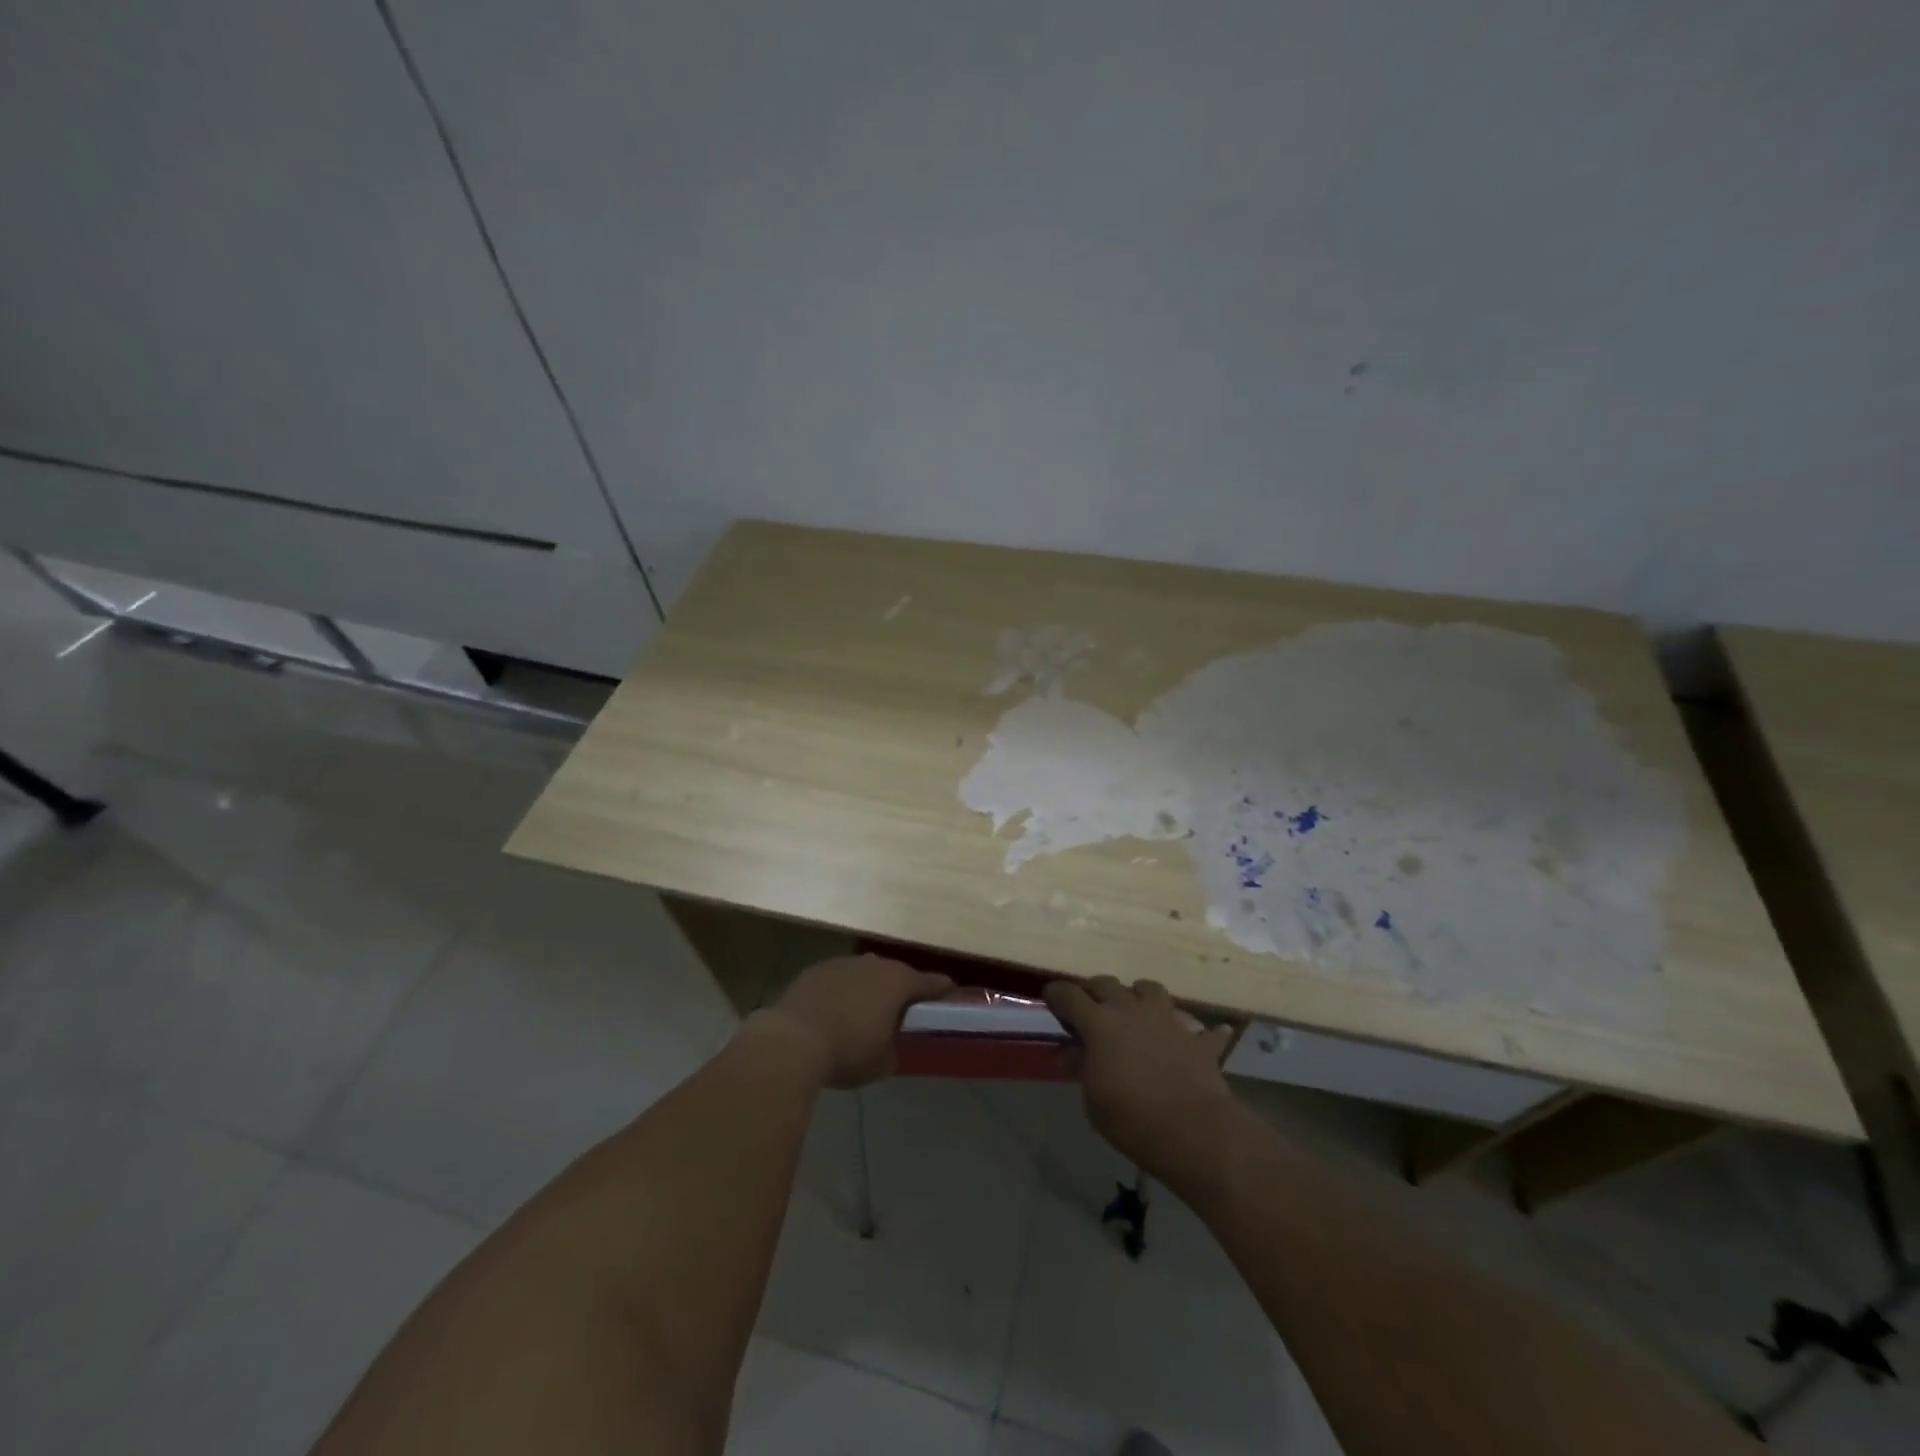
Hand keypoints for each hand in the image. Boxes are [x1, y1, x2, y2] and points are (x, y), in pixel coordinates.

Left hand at [763, 954, 954, 1088]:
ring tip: (864, 1011)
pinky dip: (841, 992)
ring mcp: (842, 963)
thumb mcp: (882, 1063)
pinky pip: (838, 980)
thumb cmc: (847, 1052)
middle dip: (899, 989)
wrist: (791, 1041)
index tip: (949, 990)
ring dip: (867, 989)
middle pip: (895, 974)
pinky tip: (834, 1011)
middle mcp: (873, 964)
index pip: (929, 982)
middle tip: (901, 1009)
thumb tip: (888, 1043)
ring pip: (864, 973)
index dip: (941, 989)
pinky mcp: (815, 970)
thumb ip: (893, 1048)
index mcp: (898, 982)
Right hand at [1044, 976, 1237, 1190]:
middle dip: (1094, 992)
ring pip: (1149, 989)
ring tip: (1135, 1011)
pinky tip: (1197, 1037)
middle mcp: (1131, 1009)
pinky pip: (1200, 1028)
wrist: (1192, 1131)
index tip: (1050, 999)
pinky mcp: (1197, 1038)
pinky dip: (1196, 1031)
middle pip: (1106, 984)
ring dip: (1138, 996)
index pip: (1069, 995)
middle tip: (1089, 1007)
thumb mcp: (1093, 1099)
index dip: (1056, 995)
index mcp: (1099, 1022)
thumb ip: (1081, 1068)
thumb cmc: (1131, 1118)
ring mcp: (1167, 1018)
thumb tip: (1069, 1053)